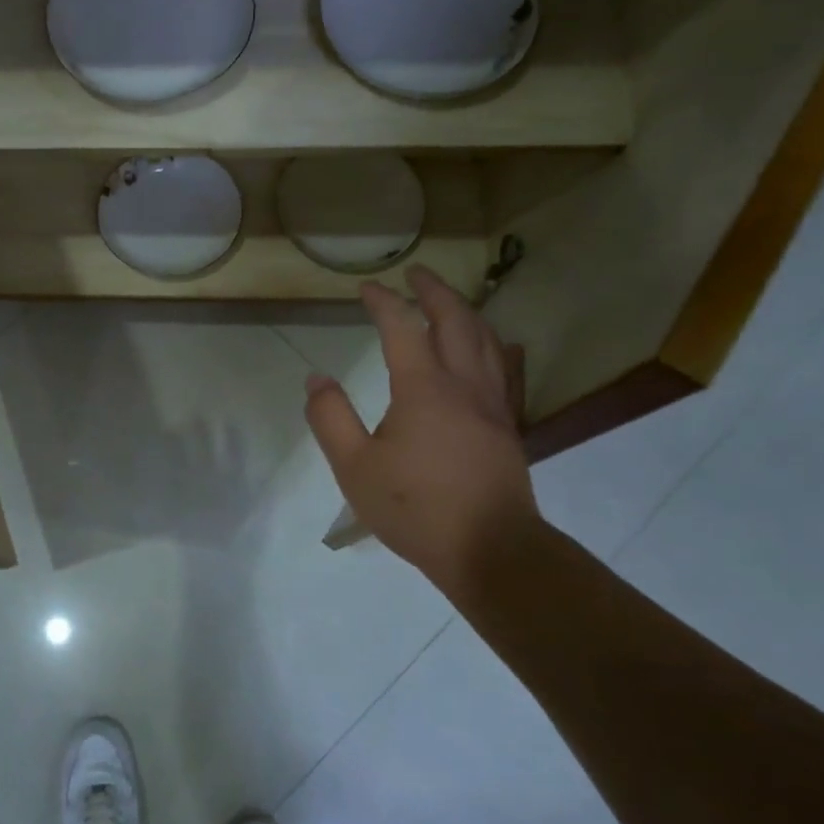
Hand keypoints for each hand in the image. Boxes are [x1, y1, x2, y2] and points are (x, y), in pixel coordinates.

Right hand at [304, 265, 542, 598]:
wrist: (490, 550)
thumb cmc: (415, 509)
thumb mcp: (354, 467)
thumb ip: (331, 418)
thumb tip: (316, 379)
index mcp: (423, 388)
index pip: (402, 327)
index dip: (383, 301)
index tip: (365, 287)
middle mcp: (463, 384)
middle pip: (455, 320)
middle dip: (434, 291)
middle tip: (417, 272)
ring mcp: (492, 404)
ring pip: (486, 340)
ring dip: (466, 311)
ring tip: (450, 300)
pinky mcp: (507, 426)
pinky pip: (506, 370)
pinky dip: (498, 346)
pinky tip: (501, 345)